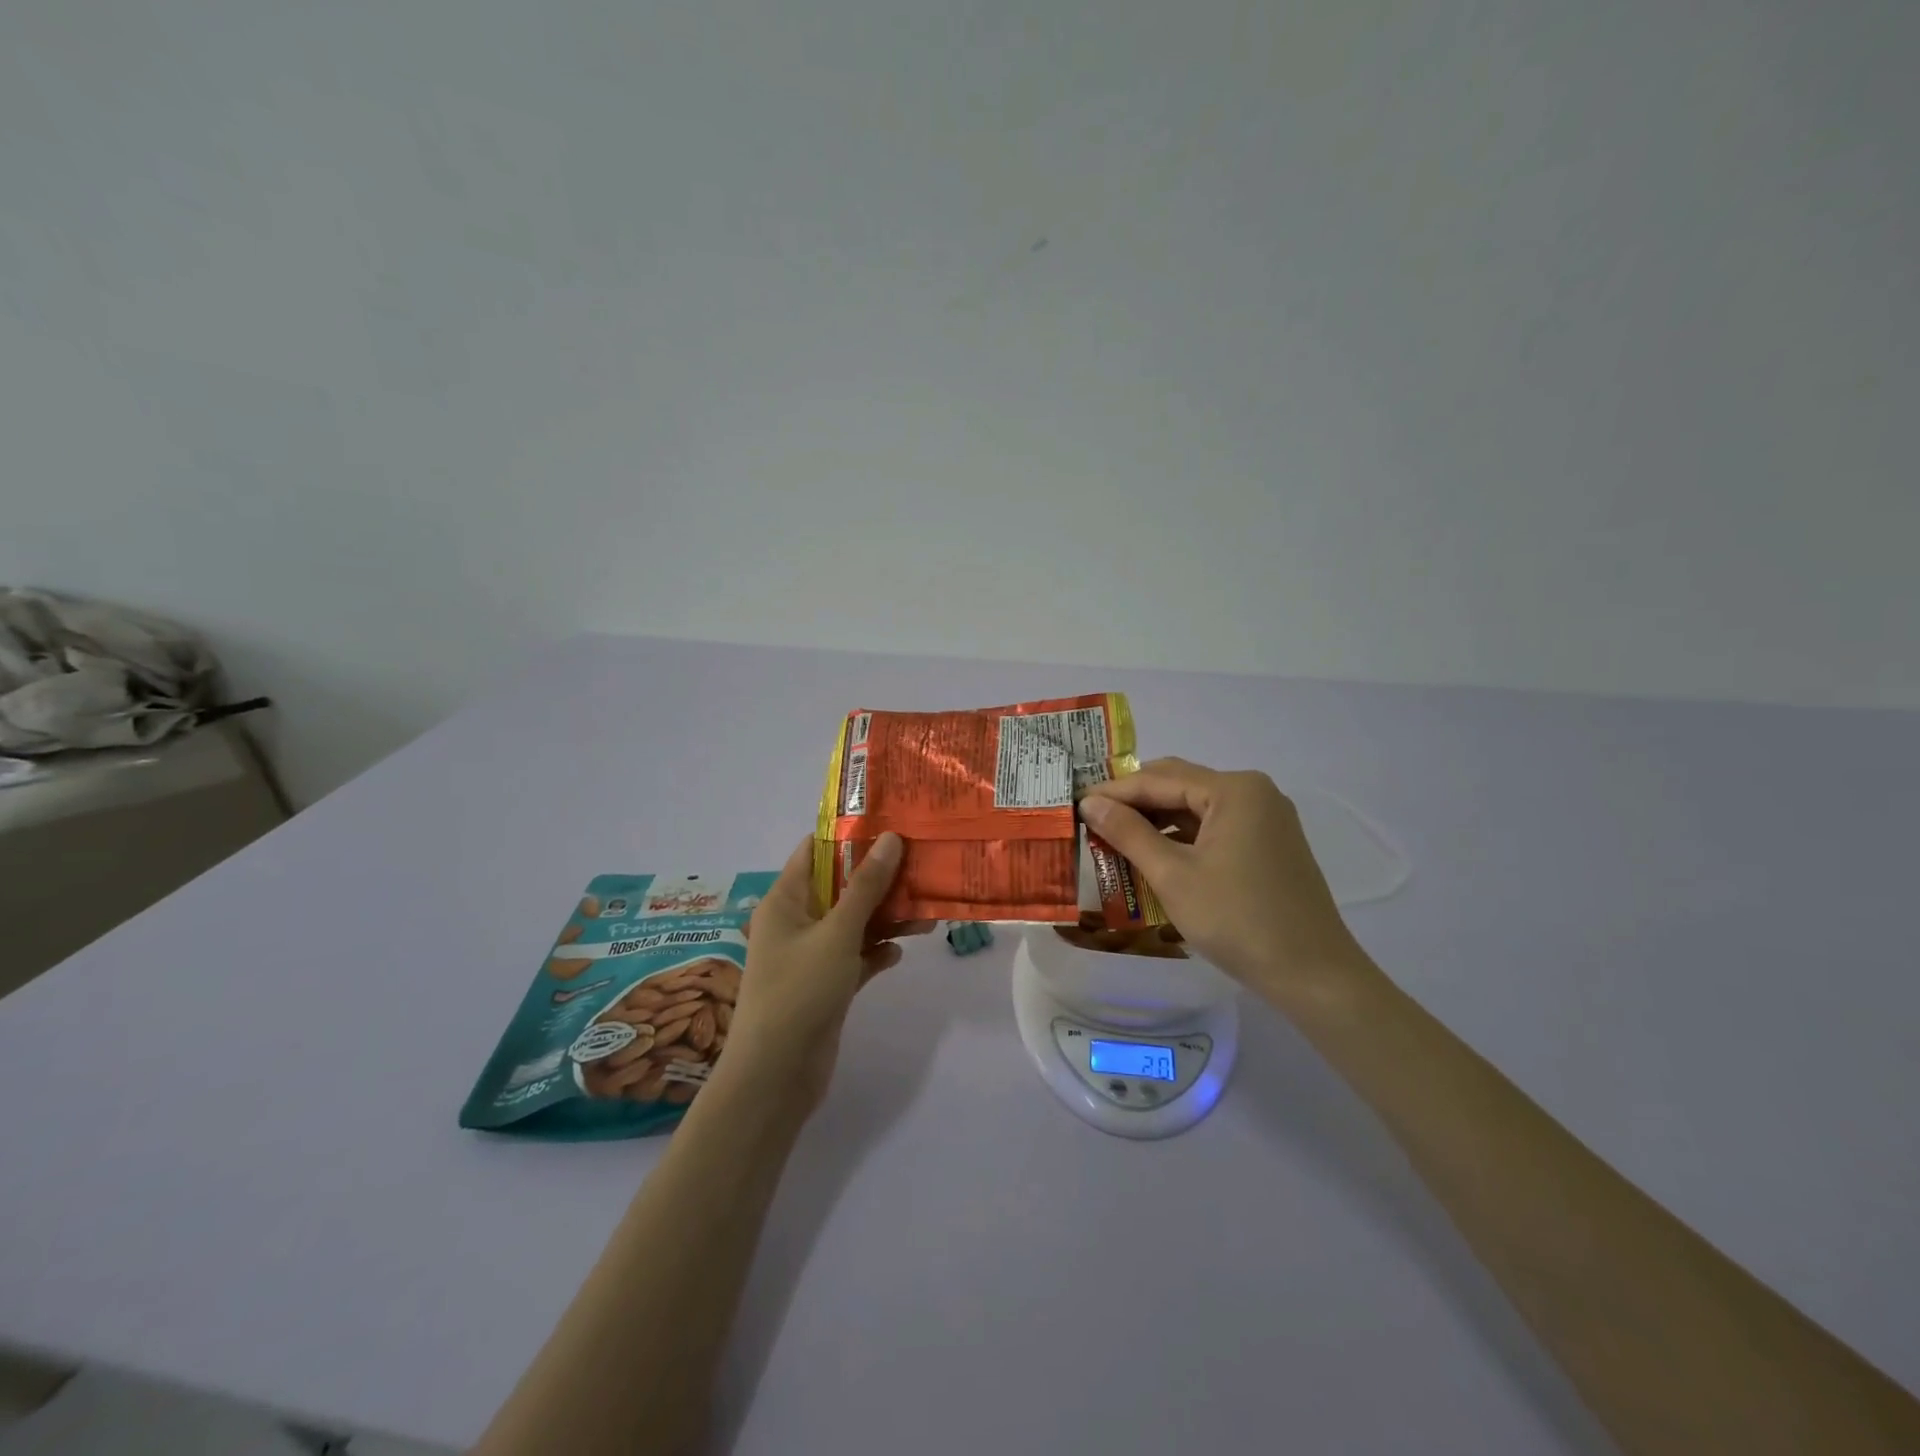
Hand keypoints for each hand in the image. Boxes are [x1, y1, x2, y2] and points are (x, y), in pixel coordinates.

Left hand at [722, 832, 920, 1112]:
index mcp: (785, 899)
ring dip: (885, 917)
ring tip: (925, 911)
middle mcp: (796, 921)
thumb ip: (866, 886)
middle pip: (840, 886)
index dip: (850, 835)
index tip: (892, 824)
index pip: (815, 851)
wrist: (776, 1075)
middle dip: (879, 877)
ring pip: (853, 922)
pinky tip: (901, 952)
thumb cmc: (800, 991)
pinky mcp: (826, 984)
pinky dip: (876, 952)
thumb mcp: (837, 932)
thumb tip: (891, 838)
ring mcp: (811, 954)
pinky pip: (856, 956)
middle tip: (921, 864)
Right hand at [1078, 758, 1366, 997]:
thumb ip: (1128, 833)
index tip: (1074, 804)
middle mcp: (1253, 792)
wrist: (1313, 975)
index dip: (1113, 792)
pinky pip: (1214, 828)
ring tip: (1113, 837)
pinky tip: (1153, 855)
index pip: (1159, 779)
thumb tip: (1090, 803)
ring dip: (1156, 820)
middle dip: (1134, 801)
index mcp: (1234, 789)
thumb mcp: (1172, 876)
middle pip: (1179, 785)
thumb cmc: (1238, 920)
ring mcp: (1265, 818)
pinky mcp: (1269, 844)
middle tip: (1091, 817)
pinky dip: (1181, 838)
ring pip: (1196, 807)